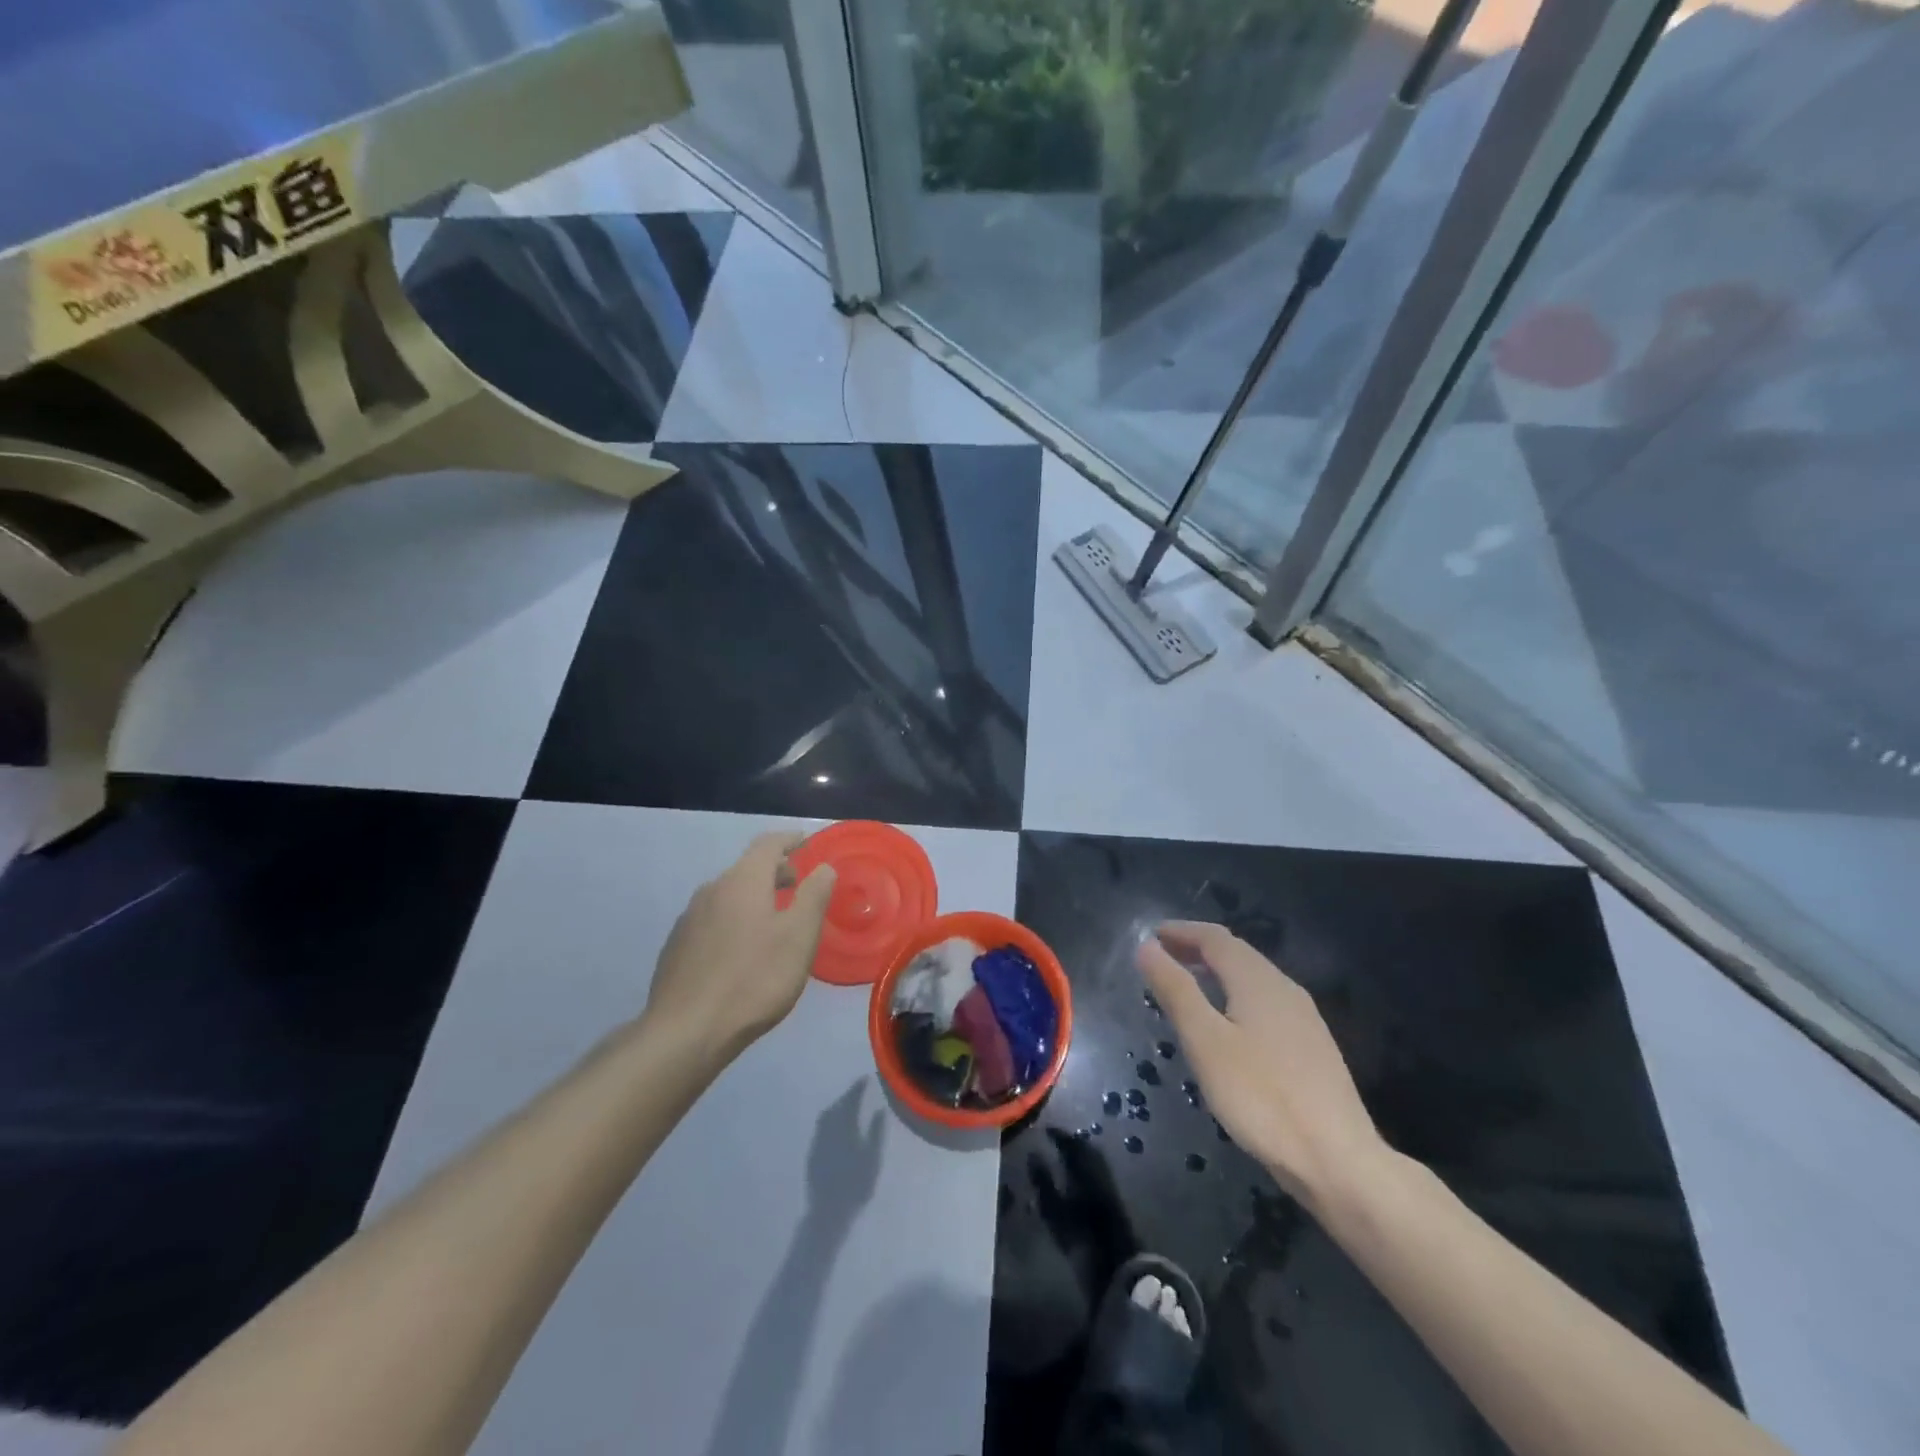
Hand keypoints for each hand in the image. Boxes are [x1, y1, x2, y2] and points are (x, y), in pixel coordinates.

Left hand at [644, 833, 836, 1062]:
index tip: (806, 841)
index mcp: (742, 881)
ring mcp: (689, 919)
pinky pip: (712, 920)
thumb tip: (824, 867)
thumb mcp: (799, 937)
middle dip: (774, 871)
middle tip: (799, 886)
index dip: (789, 840)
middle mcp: (711, 890)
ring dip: (753, 898)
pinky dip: (733, 920)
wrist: (685, 1032)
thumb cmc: (753, 979)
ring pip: (728, 895)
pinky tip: (741, 950)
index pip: (767, 844)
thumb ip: (814, 896)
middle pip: (747, 868)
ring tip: (773, 920)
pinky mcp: (676, 947)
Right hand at [1138, 921, 1388, 1208]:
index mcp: (1258, 980)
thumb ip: (1176, 990)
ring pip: (1252, 979)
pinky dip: (1235, 996)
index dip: (1181, 931)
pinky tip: (1226, 1025)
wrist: (1338, 1161)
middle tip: (1162, 958)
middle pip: (1237, 954)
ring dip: (1216, 973)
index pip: (1215, 938)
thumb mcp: (1206, 1041)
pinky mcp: (1312, 1048)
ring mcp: (1304, 1019)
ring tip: (1187, 987)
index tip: (1151, 935)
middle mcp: (1284, 988)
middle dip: (1197, 949)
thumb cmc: (1261, 1096)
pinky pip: (1264, 1003)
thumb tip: (1147, 947)